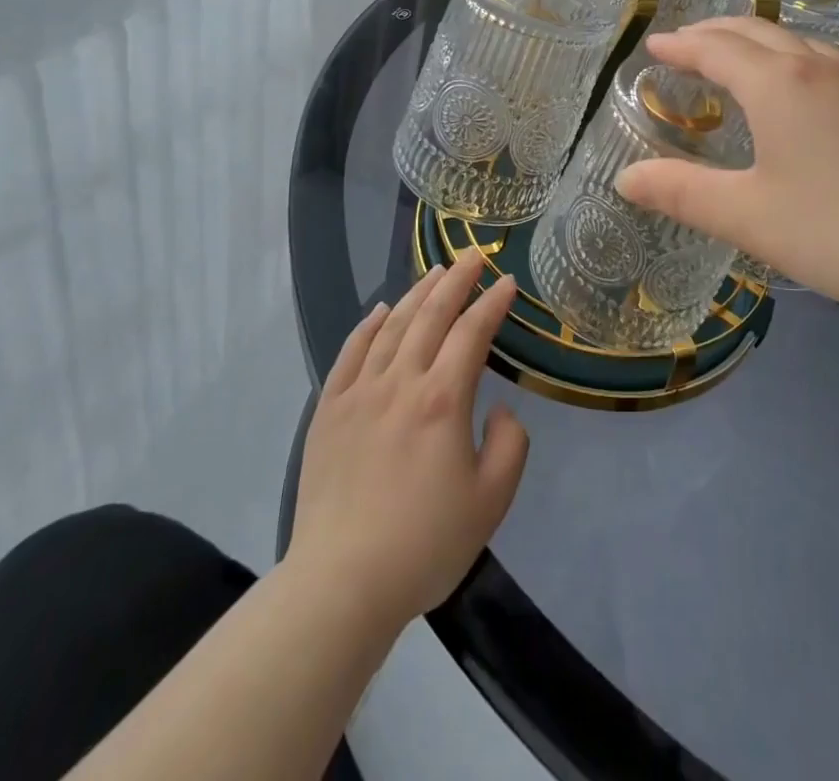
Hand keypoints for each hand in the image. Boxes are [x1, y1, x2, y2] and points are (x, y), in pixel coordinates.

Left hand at [290, 252, 528, 632]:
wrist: (341, 583)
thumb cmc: (424, 544)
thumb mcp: (491, 501)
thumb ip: (510, 445)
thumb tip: (498, 408)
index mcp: (443, 400)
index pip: (472, 333)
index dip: (492, 302)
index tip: (507, 281)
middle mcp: (400, 382)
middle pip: (431, 315)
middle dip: (456, 280)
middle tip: (472, 255)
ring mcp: (359, 393)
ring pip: (392, 326)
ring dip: (417, 293)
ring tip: (435, 271)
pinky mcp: (329, 411)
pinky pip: (350, 353)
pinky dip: (368, 325)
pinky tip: (381, 310)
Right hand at [614, 18, 838, 332]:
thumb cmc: (836, 229)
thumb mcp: (746, 215)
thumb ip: (680, 192)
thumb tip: (624, 179)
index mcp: (778, 83)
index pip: (716, 48)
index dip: (680, 45)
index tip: (653, 45)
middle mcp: (817, 68)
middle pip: (755, 32)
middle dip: (713, 33)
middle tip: (682, 45)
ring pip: (793, 42)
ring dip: (753, 42)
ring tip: (731, 61)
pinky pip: (820, 62)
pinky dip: (786, 60)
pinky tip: (792, 91)